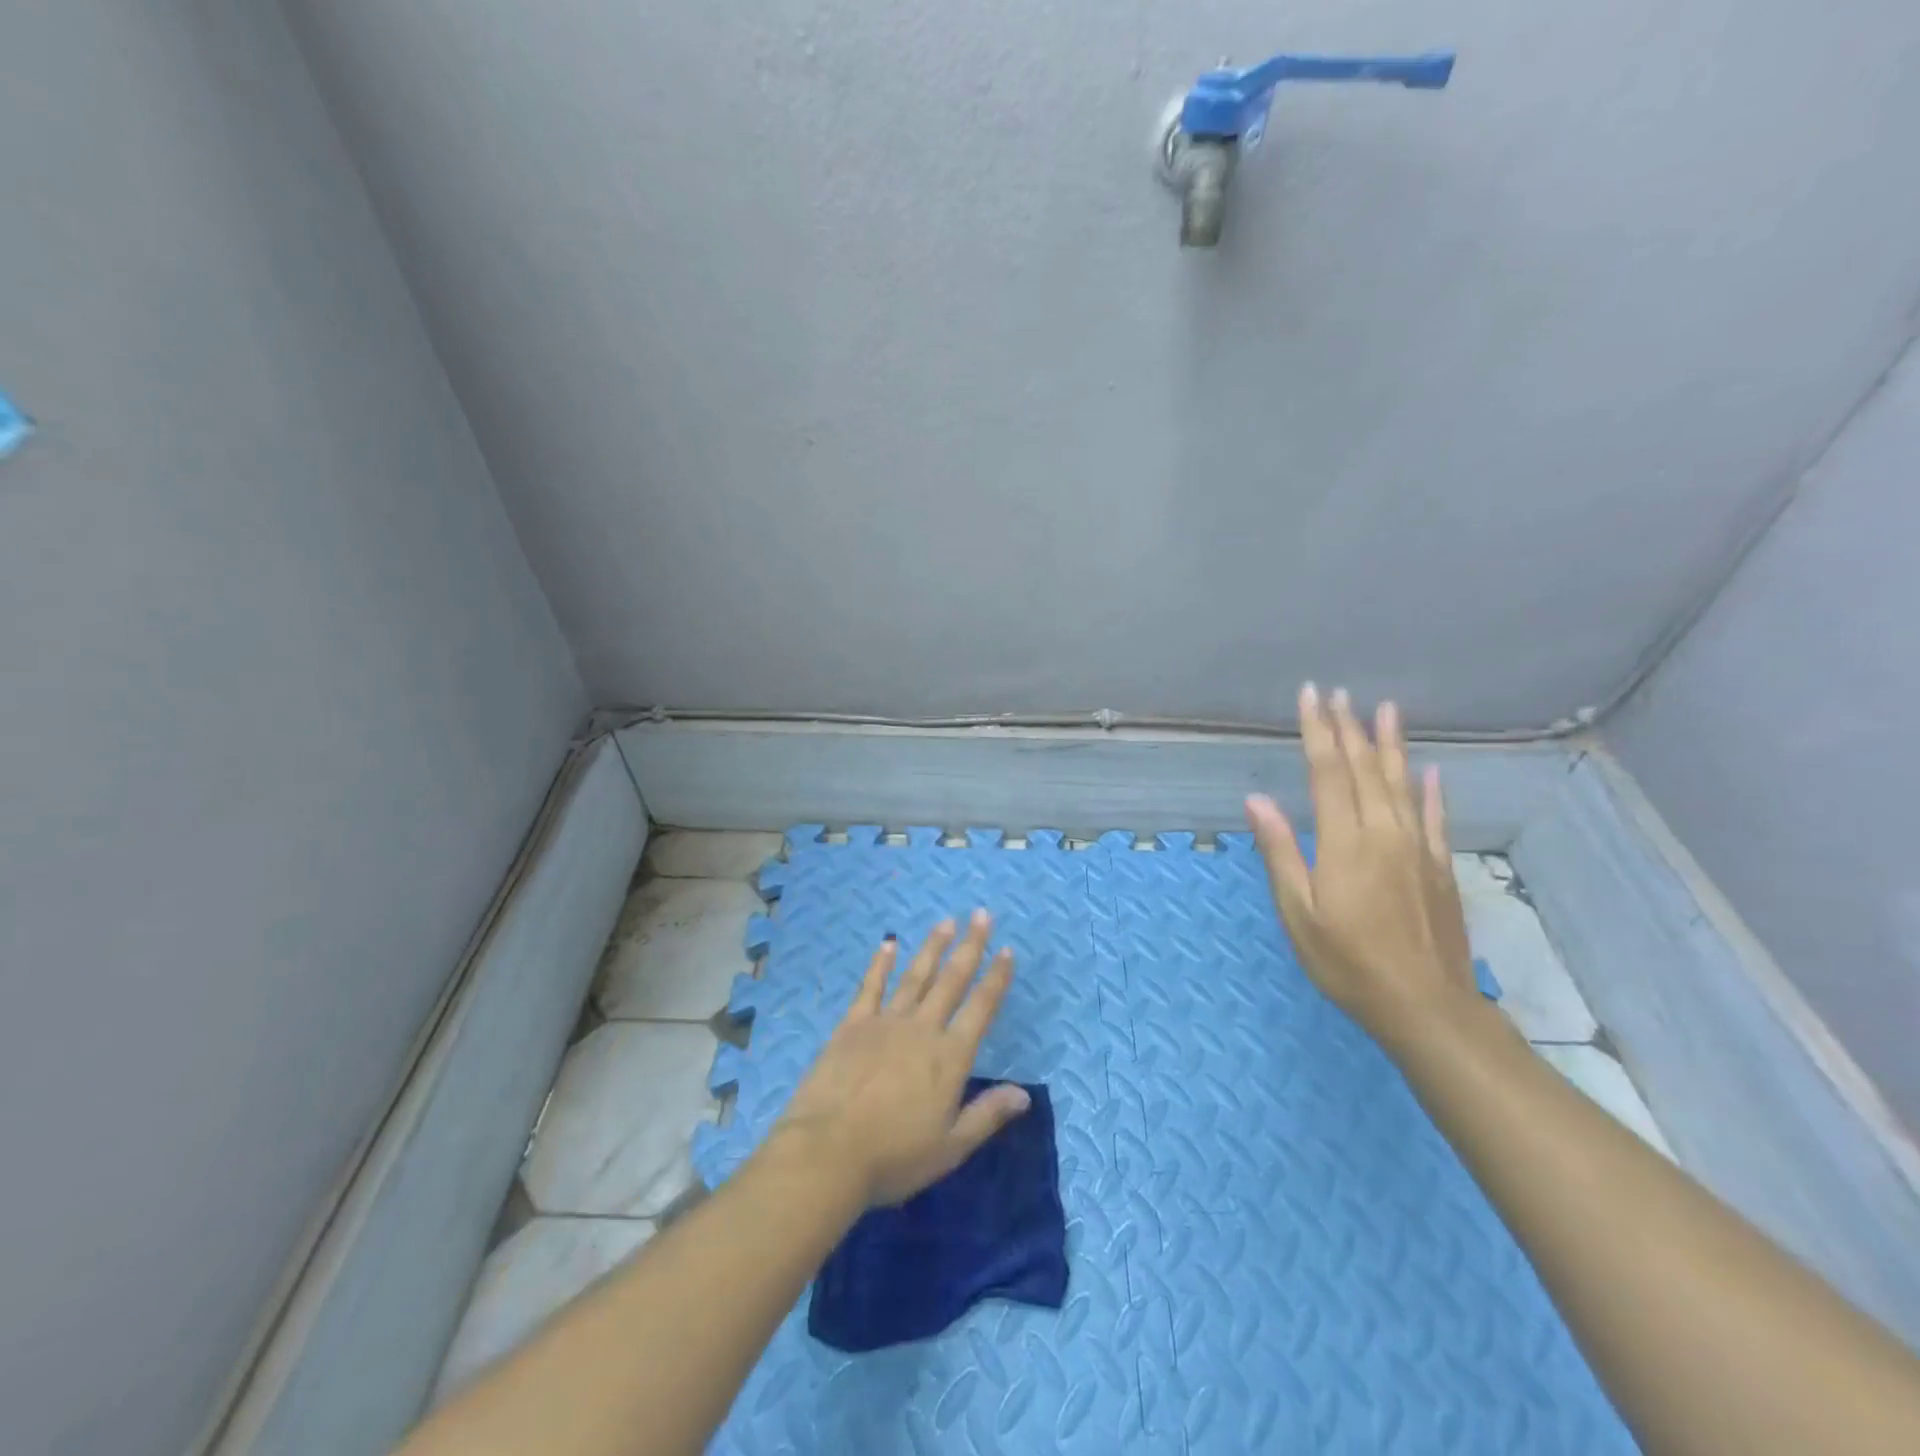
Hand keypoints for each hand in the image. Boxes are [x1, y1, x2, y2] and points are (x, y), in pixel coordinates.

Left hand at [768, 911, 1029, 1206]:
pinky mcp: (853, 1024)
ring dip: (932, 947)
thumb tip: (1025, 1094)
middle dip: (970, 946)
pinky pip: (871, 987)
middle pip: (951, 980)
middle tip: (981, 915)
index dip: (996, 978)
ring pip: (916, 976)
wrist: (827, 1152)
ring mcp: (885, 1022)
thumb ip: (987, 1115)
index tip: (1007, 951)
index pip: (981, 1008)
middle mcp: (922, 1029)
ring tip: (946, 921)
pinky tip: (888, 944)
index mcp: (950, 1057)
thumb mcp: (950, 1147)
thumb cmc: (894, 1157)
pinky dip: (880, 964)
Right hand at [1245, 683, 1477, 1047]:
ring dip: (1390, 744)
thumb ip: (1281, 852)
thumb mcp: (1299, 913)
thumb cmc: (1348, 962)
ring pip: (1401, 783)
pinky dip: (1430, 789)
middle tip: (1337, 693)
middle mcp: (1384, 832)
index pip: (1328, 772)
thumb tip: (1257, 800)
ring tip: (1384, 708)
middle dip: (1348, 728)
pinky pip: (1434, 816)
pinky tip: (1428, 770)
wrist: (1426, 1006)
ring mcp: (1418, 847)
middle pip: (1364, 769)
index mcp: (1345, 842)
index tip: (1310, 697)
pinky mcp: (1439, 866)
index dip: (1318, 731)